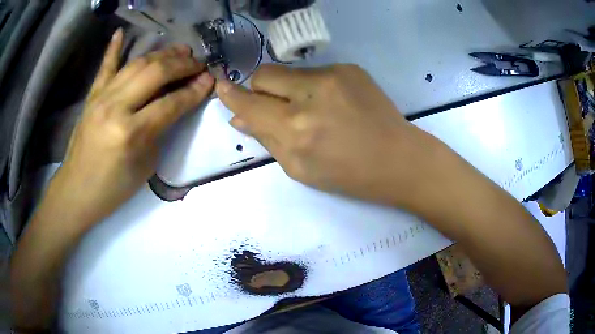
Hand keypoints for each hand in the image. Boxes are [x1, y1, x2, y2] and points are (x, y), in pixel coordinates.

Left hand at [50, 29, 214, 224]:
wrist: (77, 191)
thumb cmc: (114, 188)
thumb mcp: (146, 165)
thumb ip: (161, 130)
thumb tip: (176, 104)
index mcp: (131, 133)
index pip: (171, 103)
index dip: (195, 90)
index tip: (211, 79)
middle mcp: (116, 107)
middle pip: (156, 73)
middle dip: (182, 64)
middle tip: (198, 63)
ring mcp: (101, 97)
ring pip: (137, 64)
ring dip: (162, 54)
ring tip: (180, 51)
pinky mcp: (92, 96)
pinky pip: (105, 67)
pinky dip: (113, 48)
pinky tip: (121, 32)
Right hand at [216, 64, 437, 206]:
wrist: (399, 159)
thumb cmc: (349, 175)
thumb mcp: (300, 168)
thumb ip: (266, 139)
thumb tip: (240, 118)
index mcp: (296, 128)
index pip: (250, 103)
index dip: (232, 96)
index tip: (222, 87)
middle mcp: (310, 94)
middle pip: (265, 74)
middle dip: (261, 89)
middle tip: (277, 107)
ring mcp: (333, 75)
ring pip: (290, 72)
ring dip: (290, 89)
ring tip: (314, 110)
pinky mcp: (349, 68)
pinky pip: (315, 72)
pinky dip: (314, 87)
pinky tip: (334, 104)